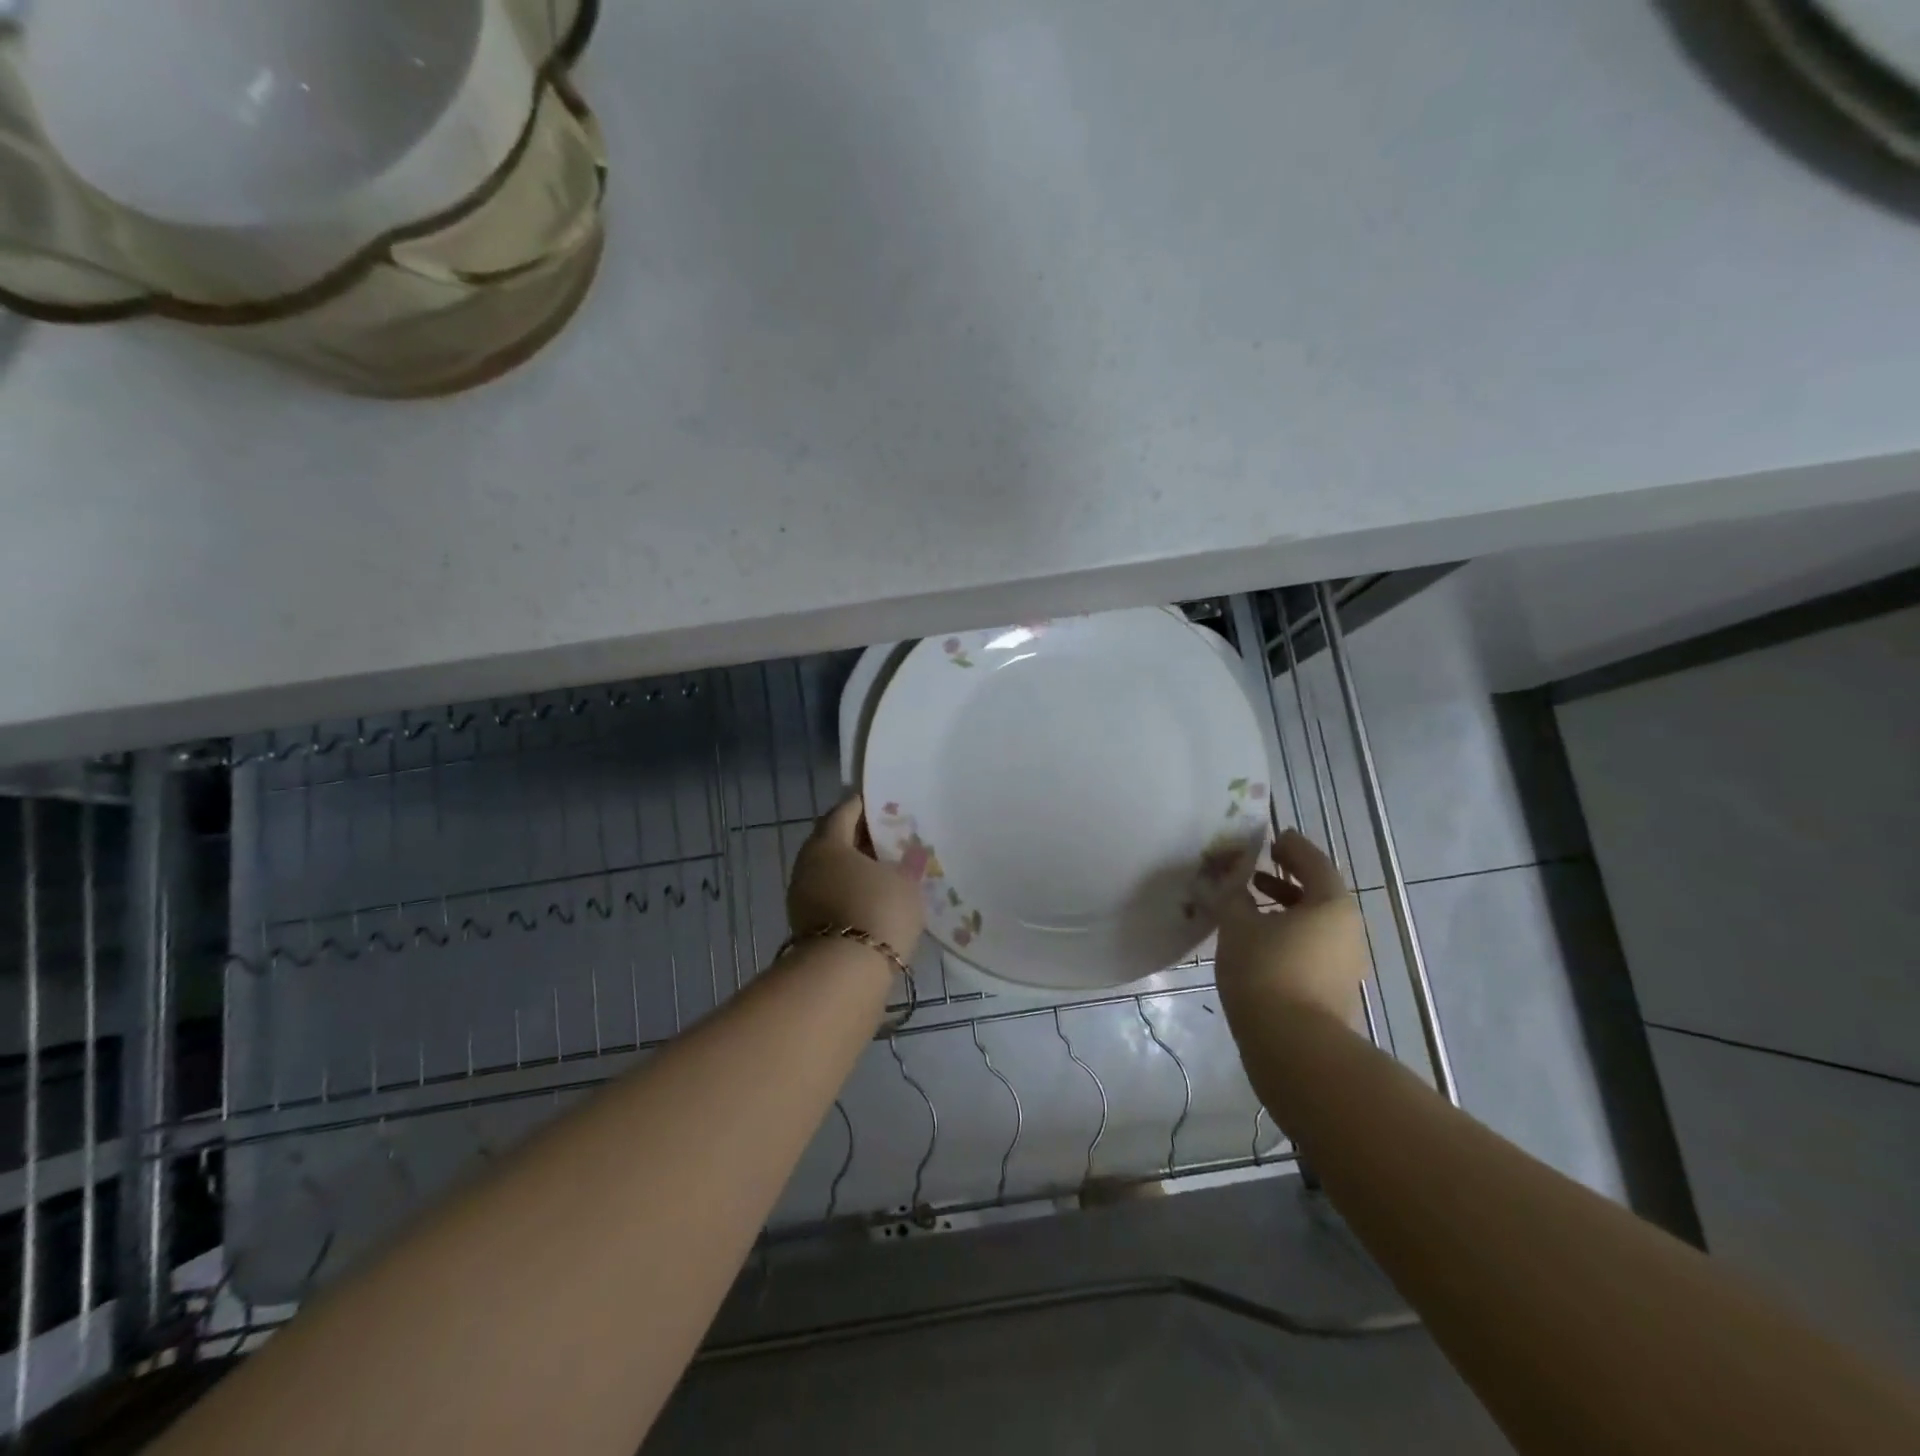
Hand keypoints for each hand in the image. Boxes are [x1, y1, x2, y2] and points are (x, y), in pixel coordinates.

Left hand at [787, 795, 926, 959]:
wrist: (845, 975)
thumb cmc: (877, 911)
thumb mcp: (904, 883)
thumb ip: (908, 864)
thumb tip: (912, 854)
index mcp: (827, 844)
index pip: (843, 813)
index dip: (863, 805)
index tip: (882, 802)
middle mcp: (807, 866)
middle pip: (834, 842)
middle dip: (859, 839)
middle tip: (888, 837)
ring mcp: (802, 899)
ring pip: (832, 873)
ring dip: (855, 869)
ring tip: (886, 870)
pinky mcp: (807, 928)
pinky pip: (832, 897)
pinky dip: (851, 893)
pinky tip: (874, 899)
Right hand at [1216, 829, 1367, 1030]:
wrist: (1293, 1046)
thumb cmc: (1266, 971)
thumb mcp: (1238, 926)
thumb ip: (1233, 898)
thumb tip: (1229, 885)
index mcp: (1331, 905)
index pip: (1314, 863)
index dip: (1292, 847)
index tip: (1273, 837)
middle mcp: (1348, 930)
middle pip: (1319, 893)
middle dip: (1287, 877)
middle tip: (1257, 867)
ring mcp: (1346, 962)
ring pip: (1315, 922)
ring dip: (1286, 907)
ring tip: (1251, 903)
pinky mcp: (1335, 988)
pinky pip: (1313, 946)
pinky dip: (1290, 932)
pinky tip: (1260, 940)